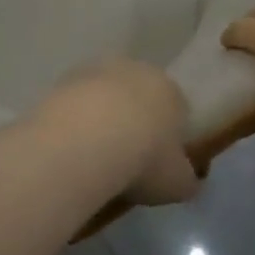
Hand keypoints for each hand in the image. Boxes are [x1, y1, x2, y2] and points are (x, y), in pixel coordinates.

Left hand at [32, 59, 198, 206]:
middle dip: (135, 121)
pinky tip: (71, 147)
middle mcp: (137, 70)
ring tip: (93, 156)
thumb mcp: (178, 183)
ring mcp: (99, 71)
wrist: (87, 142)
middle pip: (139, 96)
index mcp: (171, 91)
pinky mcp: (65, 79)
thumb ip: (187, 180)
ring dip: (102, 118)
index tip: (158, 162)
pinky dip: (76, 120)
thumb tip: (189, 181)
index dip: (168, 136)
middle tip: (125, 157)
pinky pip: (77, 102)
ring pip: (106, 96)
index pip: (177, 109)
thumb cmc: (144, 159)